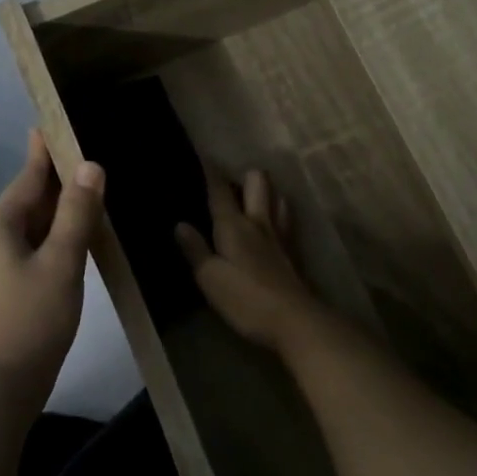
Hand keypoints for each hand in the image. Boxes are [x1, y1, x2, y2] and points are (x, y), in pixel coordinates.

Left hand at [0, 130, 104, 412]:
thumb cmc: (32, 322)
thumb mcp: (63, 264)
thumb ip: (77, 213)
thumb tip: (89, 165)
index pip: (26, 180)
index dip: (43, 154)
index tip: (49, 127)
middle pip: (21, 205)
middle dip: (50, 189)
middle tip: (80, 170)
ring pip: (18, 232)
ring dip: (46, 219)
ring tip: (75, 210)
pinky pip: (13, 255)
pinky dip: (37, 245)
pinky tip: (55, 254)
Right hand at [175, 165, 319, 349]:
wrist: (295, 321)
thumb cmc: (246, 299)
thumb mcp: (210, 278)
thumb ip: (195, 250)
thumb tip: (180, 224)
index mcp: (234, 225)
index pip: (219, 190)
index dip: (210, 171)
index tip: (202, 154)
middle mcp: (259, 222)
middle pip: (258, 181)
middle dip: (244, 176)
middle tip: (229, 186)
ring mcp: (280, 235)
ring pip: (277, 196)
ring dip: (266, 192)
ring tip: (251, 201)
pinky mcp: (293, 251)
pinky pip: (286, 219)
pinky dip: (277, 213)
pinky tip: (270, 225)